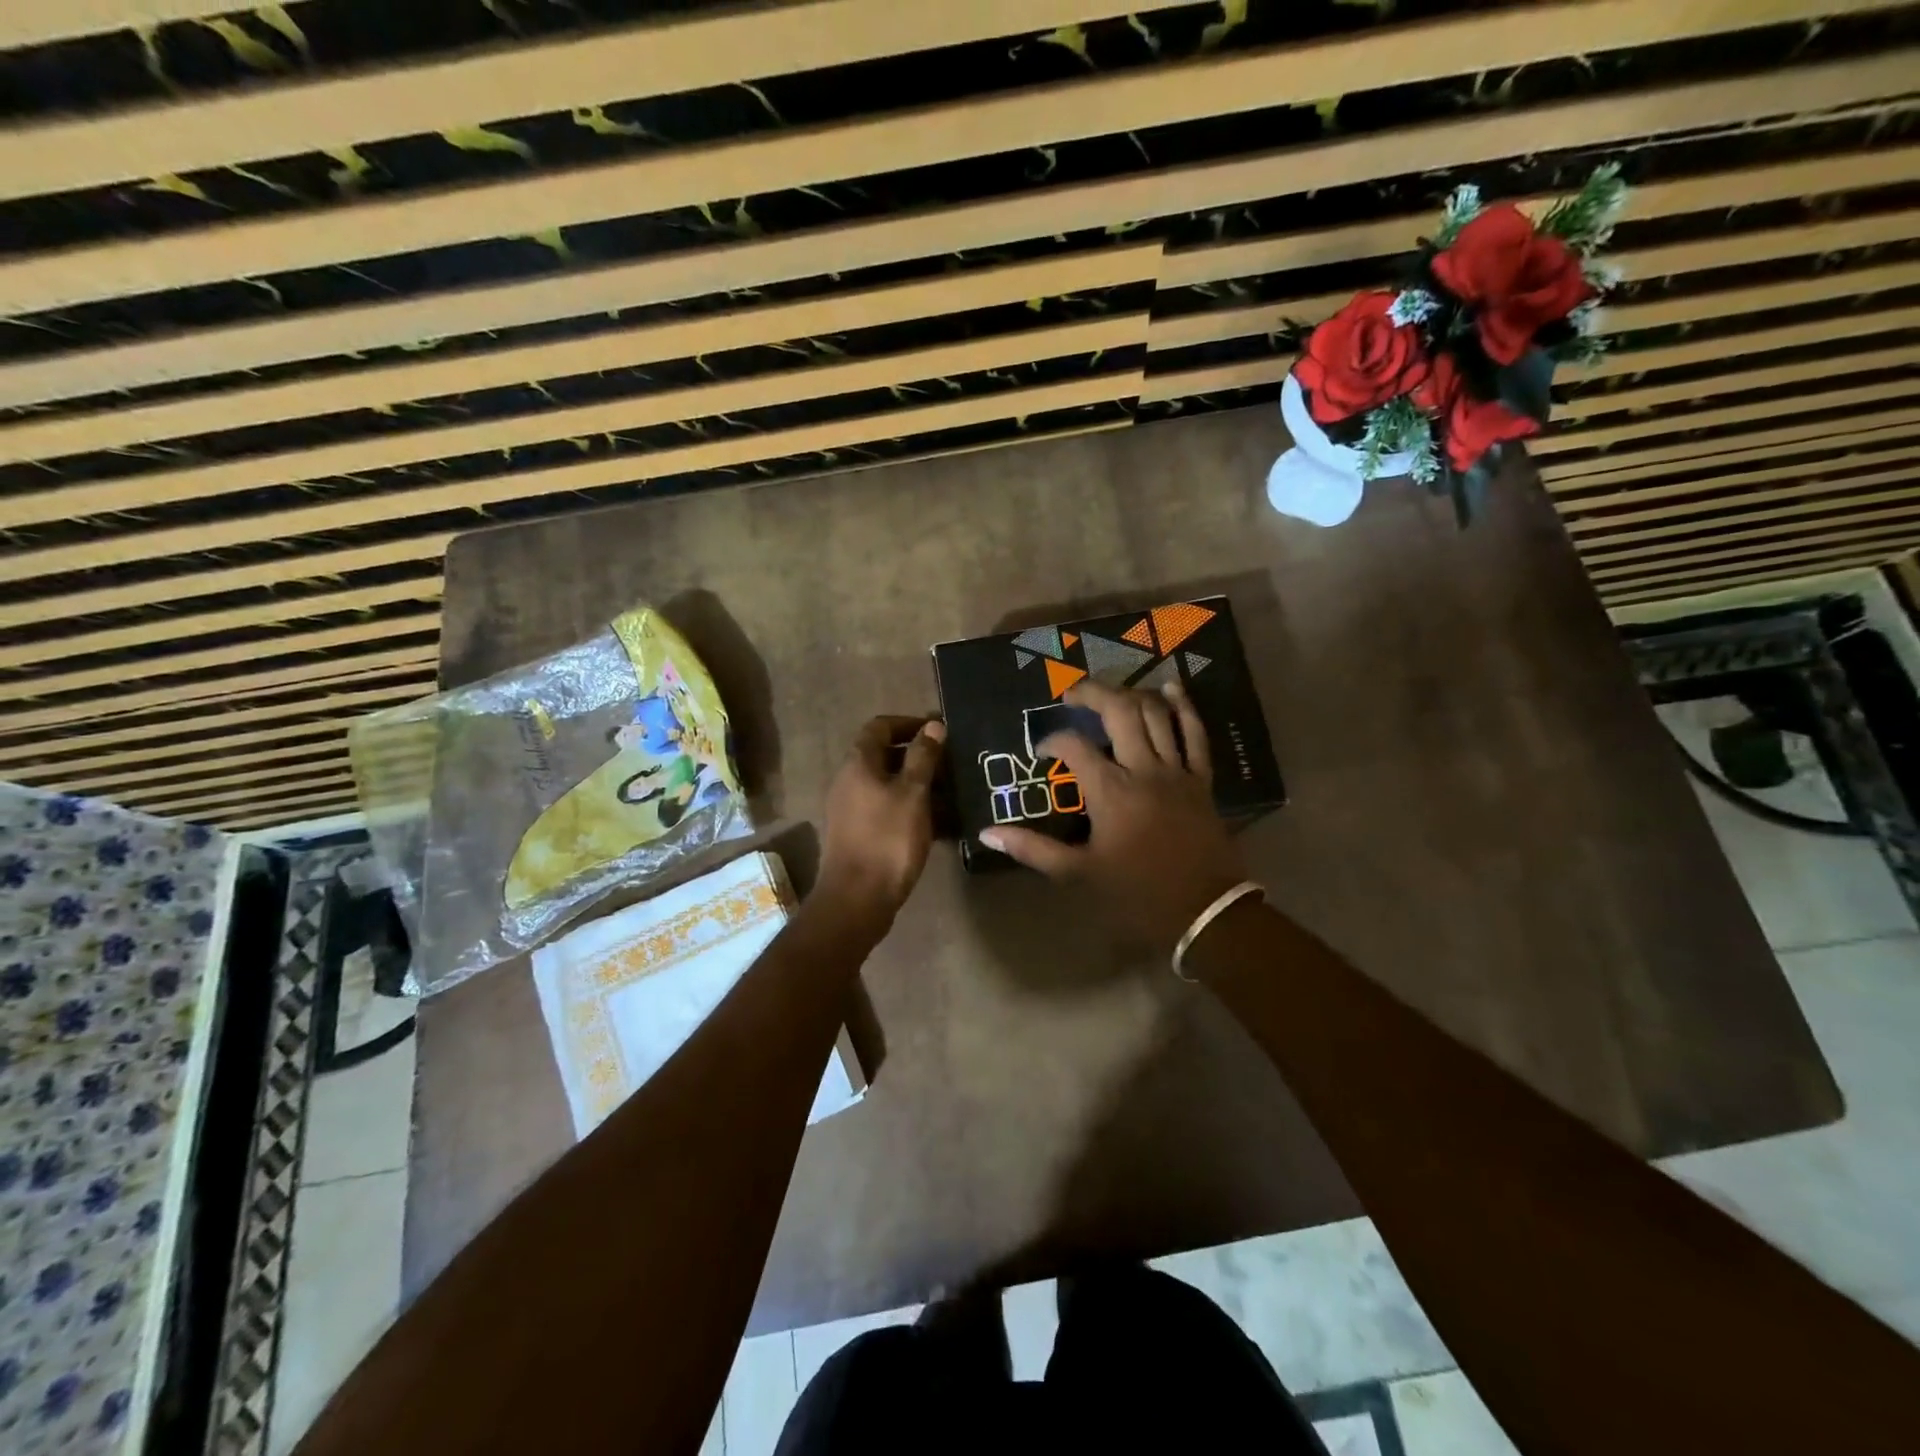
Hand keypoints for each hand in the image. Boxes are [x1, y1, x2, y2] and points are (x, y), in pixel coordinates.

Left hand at [814, 715, 944, 930]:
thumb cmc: (888, 839)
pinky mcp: (859, 835)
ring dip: (919, 785)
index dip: (909, 723)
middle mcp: (850, 781)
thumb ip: (923, 757)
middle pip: (885, 756)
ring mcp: (852, 810)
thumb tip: (933, 726)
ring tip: (953, 794)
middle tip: (952, 764)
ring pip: (889, 785)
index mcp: (858, 764)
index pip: (880, 726)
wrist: (857, 899)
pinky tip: (939, 824)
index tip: (939, 731)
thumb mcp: (913, 793)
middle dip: (919, 757)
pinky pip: (888, 810)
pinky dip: (911, 809)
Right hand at [980, 680, 1244, 951]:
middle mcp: (1143, 770)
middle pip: (1119, 711)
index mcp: (1110, 791)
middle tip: (1072, 694)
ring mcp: (1176, 771)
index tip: (1043, 751)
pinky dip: (1185, 708)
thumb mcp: (1079, 874)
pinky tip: (1172, 688)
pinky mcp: (1201, 780)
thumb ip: (1032, 849)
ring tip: (1112, 692)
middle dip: (1092, 694)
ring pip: (1157, 715)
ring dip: (1133, 694)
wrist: (1205, 913)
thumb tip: (988, 833)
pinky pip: (1196, 734)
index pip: (1074, 746)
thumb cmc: (1137, 894)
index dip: (1052, 741)